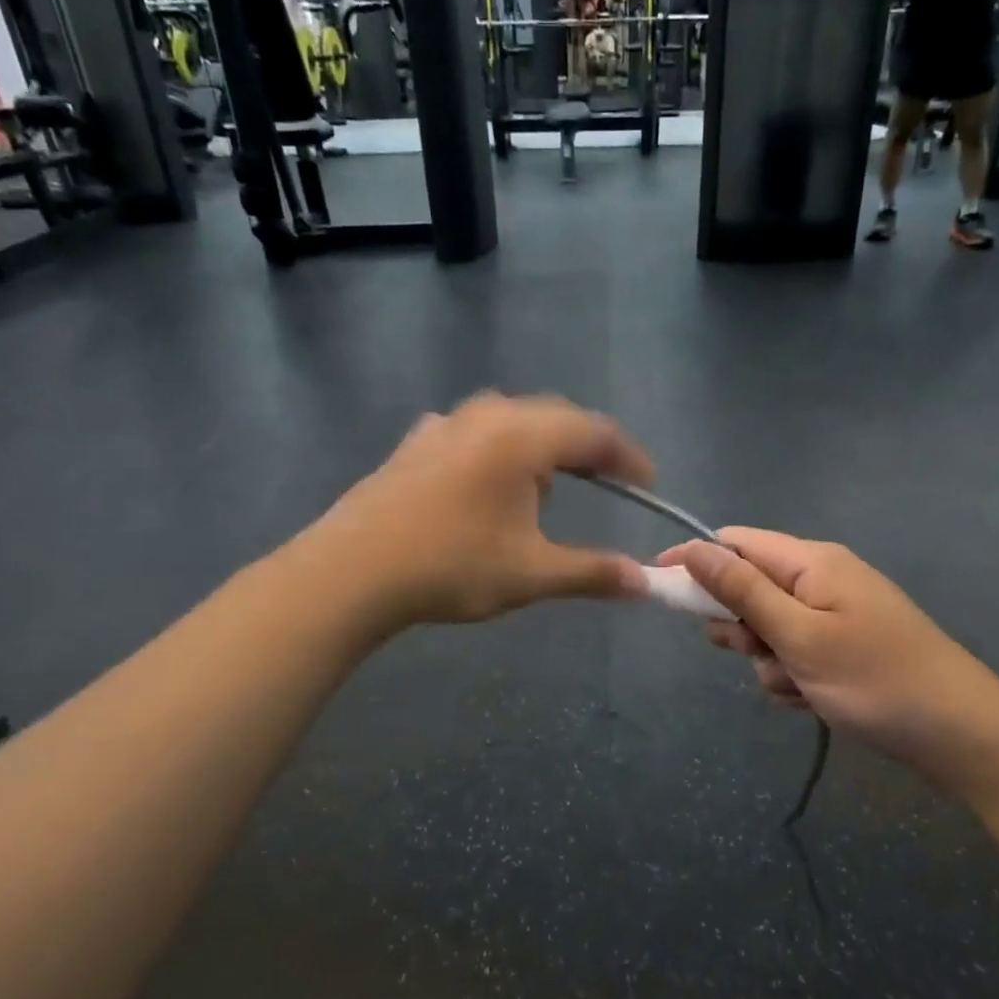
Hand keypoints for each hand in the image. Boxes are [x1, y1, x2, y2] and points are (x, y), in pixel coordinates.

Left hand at [314, 393, 650, 627]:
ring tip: (548, 486)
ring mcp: (445, 424)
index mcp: (522, 436)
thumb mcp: (530, 573)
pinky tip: (488, 481)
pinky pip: (474, 432)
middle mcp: (487, 415)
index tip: (647, 483)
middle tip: (609, 480)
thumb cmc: (451, 566)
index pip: (594, 432)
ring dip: (541, 446)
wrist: (351, 571)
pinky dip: (499, 450)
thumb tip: (645, 582)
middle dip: (587, 448)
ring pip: (511, 420)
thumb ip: (592, 572)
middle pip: (554, 417)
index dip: (627, 456)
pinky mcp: (415, 442)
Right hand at [660, 529, 998, 799]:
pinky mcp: (844, 646)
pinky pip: (794, 652)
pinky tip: (814, 699)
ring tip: (797, 685)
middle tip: (754, 653)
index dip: (694, 561)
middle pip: (749, 587)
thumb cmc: (876, 680)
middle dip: (739, 625)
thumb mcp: (799, 636)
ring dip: (767, 659)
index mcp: (811, 562)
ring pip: (768, 628)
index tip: (658, 588)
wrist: (963, 736)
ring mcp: (835, 614)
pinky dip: (793, 675)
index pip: (734, 542)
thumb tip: (693, 548)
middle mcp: (821, 578)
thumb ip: (742, 591)